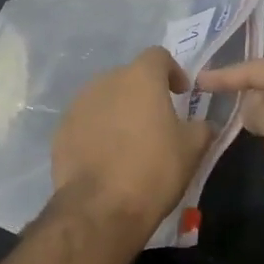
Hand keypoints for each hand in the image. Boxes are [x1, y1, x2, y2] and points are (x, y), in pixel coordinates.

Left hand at [53, 48, 215, 238]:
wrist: (100, 207)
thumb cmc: (153, 170)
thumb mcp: (192, 149)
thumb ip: (201, 127)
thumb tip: (202, 124)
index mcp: (140, 77)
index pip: (158, 56)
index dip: (172, 72)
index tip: (181, 94)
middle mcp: (105, 81)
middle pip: (129, 77)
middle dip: (143, 94)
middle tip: (156, 122)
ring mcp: (79, 104)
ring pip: (105, 99)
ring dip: (119, 112)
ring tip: (130, 142)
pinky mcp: (61, 129)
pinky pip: (86, 121)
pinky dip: (98, 131)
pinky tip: (106, 157)